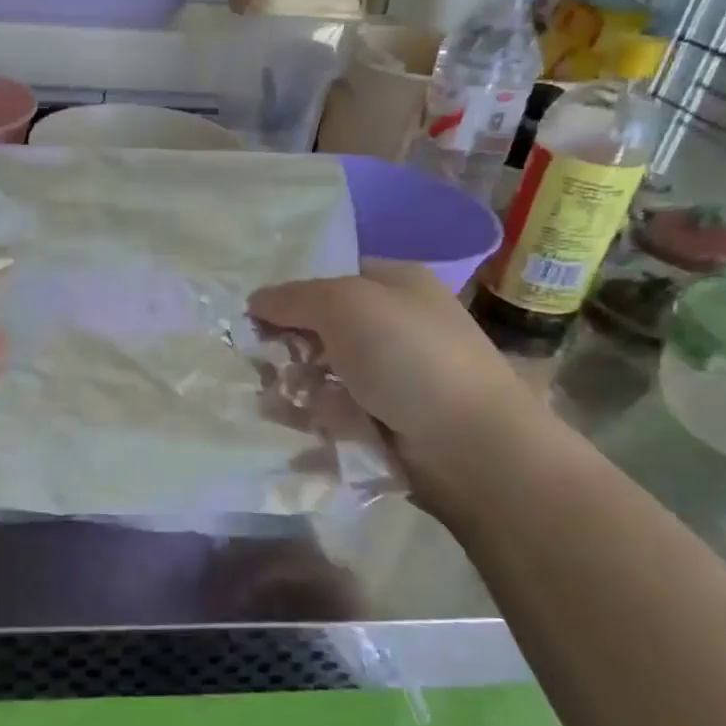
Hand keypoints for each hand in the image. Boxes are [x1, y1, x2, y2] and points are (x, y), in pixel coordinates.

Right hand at [248, 261, 545, 496]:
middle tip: (266, 368)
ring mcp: (389, 377)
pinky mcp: (384, 421)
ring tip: (278, 404)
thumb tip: (255, 301)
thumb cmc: (409, 358)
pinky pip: (333, 413)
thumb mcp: (345, 305)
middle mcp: (393, 326)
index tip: (257, 321)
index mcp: (394, 285)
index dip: (290, 297)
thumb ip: (293, 298)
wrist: (469, 444)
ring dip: (295, 388)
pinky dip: (313, 420)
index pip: (327, 280)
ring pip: (321, 375)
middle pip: (320, 330)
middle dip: (288, 349)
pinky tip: (299, 427)